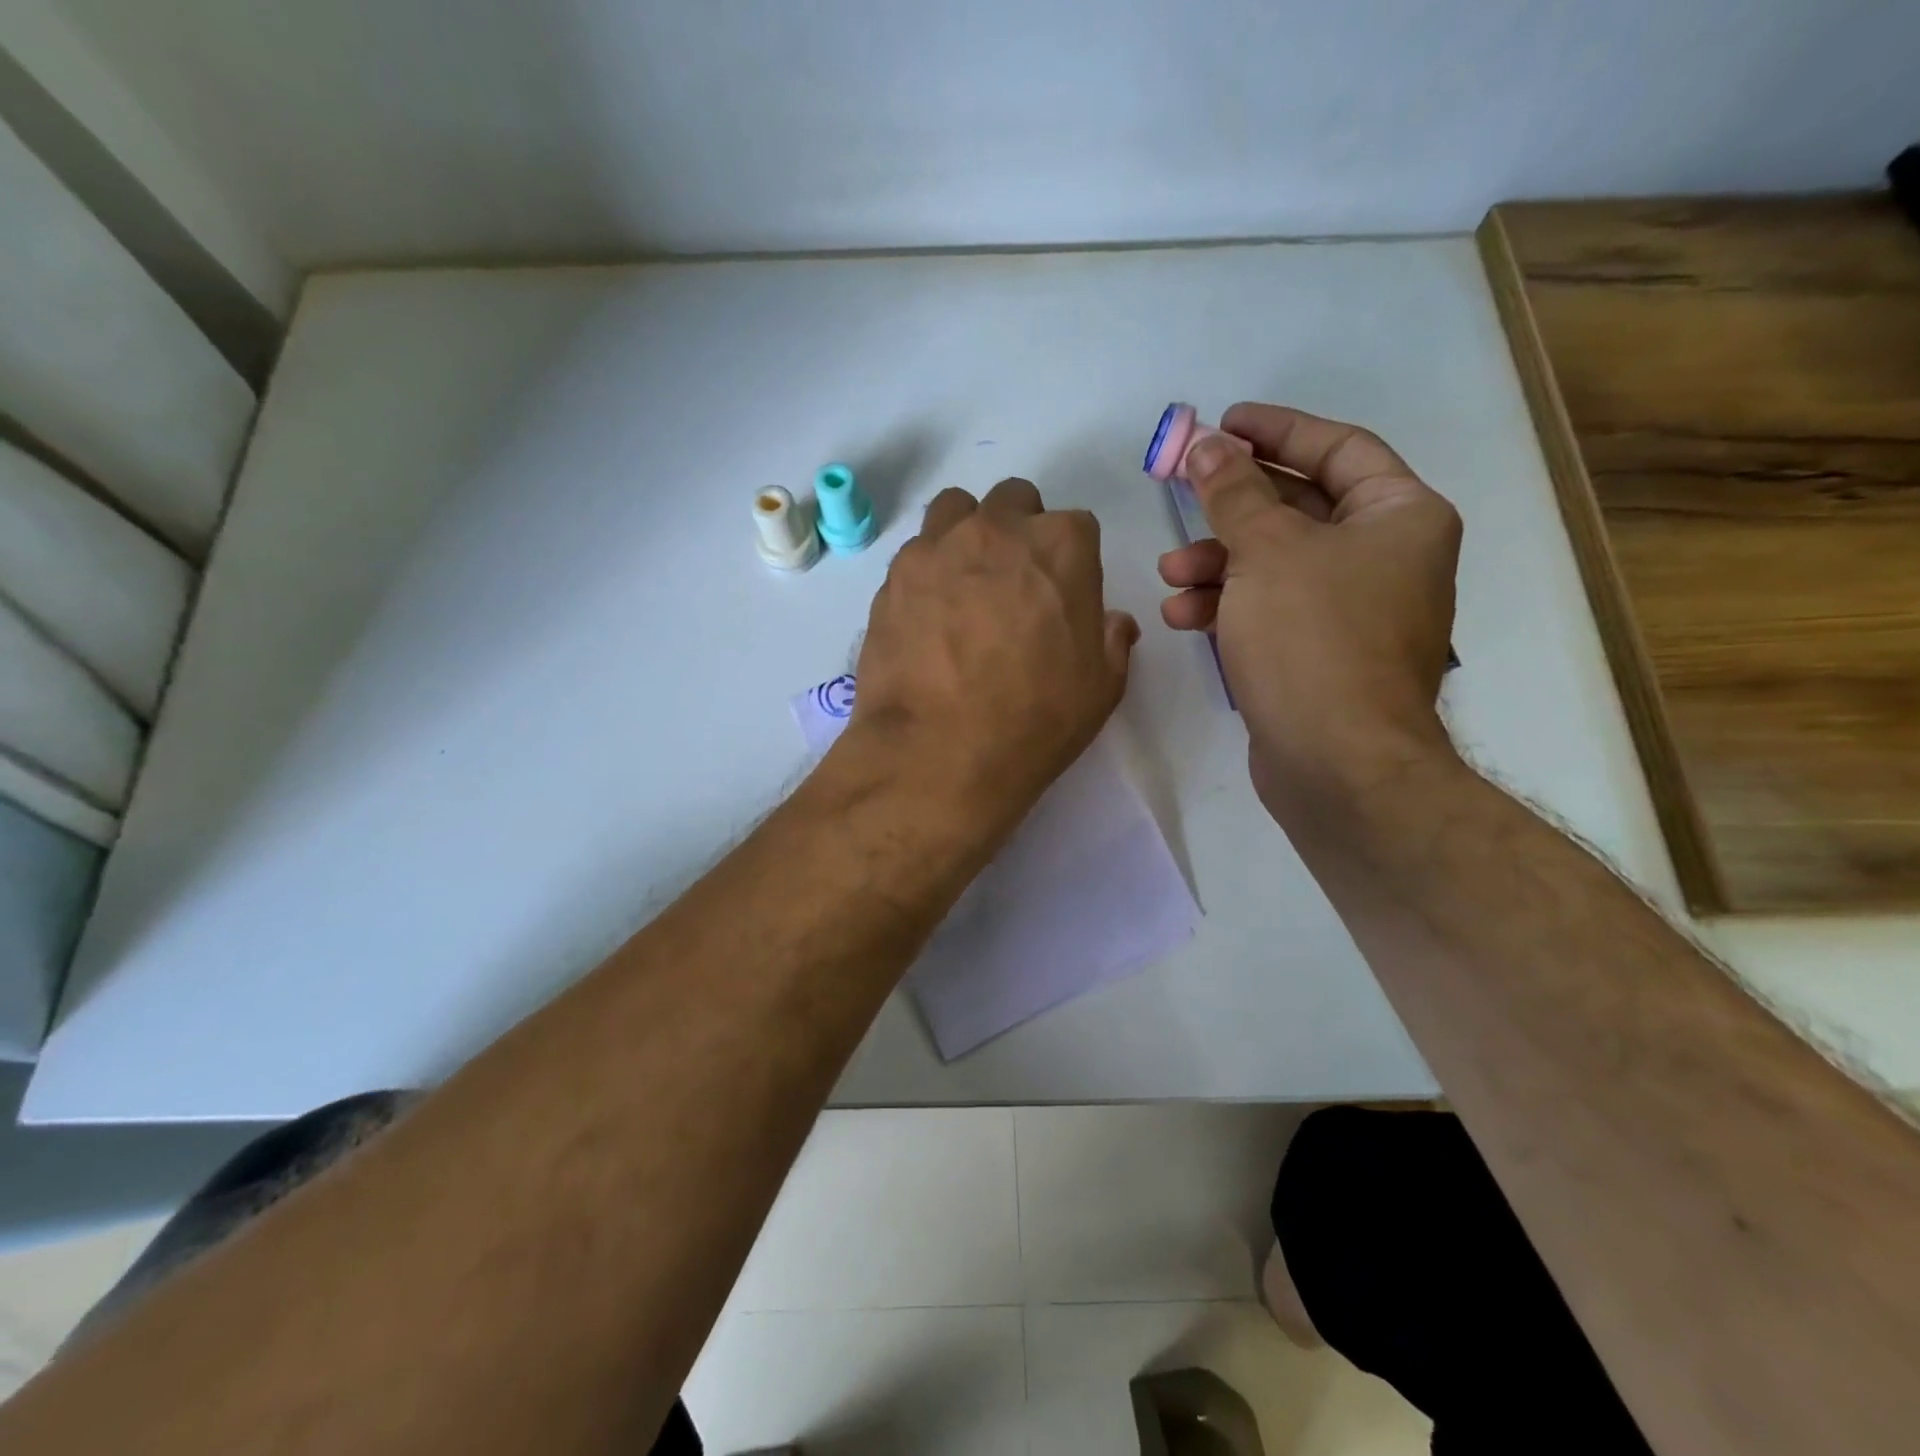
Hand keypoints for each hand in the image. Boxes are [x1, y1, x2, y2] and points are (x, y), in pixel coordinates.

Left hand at [849, 478, 1138, 826]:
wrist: (939, 751)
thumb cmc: (1034, 721)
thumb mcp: (1101, 688)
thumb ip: (1112, 640)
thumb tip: (1111, 621)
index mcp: (1062, 546)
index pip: (1076, 527)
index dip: (1070, 563)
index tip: (1060, 598)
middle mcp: (998, 529)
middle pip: (1014, 502)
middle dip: (1019, 531)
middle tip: (1013, 586)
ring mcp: (938, 547)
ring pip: (956, 510)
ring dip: (967, 533)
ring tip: (964, 584)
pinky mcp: (894, 576)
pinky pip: (916, 552)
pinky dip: (927, 570)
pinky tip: (927, 614)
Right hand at [1158, 404, 1461, 809]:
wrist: (1336, 762)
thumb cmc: (1312, 638)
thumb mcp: (1265, 551)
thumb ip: (1232, 491)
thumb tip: (1207, 444)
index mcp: (1400, 516)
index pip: (1338, 449)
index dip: (1278, 431)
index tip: (1223, 424)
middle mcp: (1385, 558)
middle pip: (1300, 508)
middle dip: (1234, 506)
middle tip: (1183, 490)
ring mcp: (1353, 611)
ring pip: (1276, 564)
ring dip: (1219, 562)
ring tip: (1171, 573)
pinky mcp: (1320, 655)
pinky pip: (1271, 609)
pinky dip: (1229, 605)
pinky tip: (1183, 616)